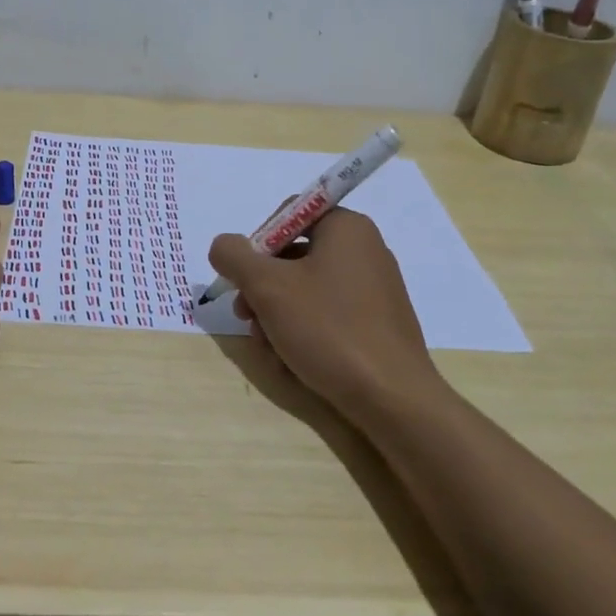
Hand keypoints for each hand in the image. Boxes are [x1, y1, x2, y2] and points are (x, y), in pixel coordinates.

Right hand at [209, 207, 440, 406]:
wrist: (392, 398)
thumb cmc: (328, 329)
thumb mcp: (267, 287)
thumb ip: (234, 257)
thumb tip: (222, 246)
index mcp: (346, 228)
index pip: (288, 216)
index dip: (257, 245)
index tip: (244, 279)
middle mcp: (364, 250)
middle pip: (293, 257)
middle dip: (262, 289)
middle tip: (245, 316)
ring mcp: (374, 289)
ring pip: (306, 291)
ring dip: (276, 316)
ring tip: (268, 347)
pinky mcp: (376, 324)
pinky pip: (327, 316)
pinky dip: (303, 332)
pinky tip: (290, 361)